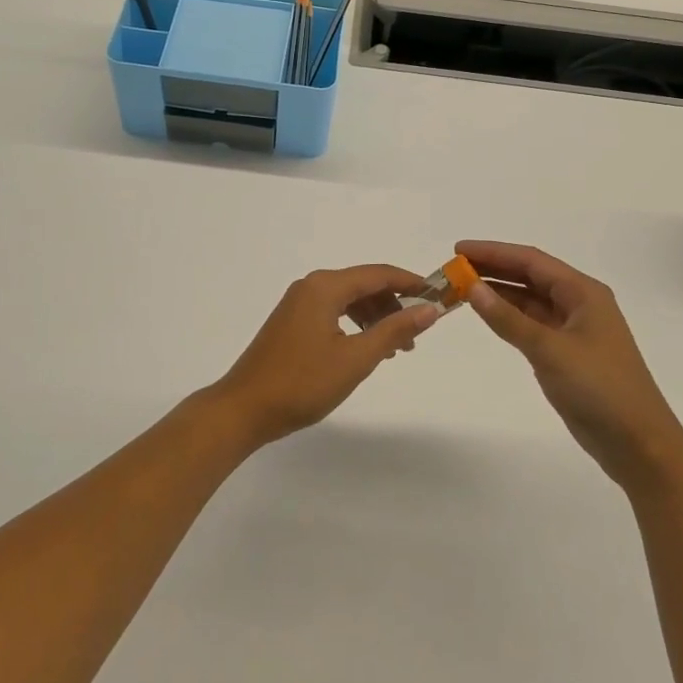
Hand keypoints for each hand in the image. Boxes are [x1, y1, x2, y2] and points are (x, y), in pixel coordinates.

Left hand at [207, 265, 440, 448]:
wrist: (244, 409)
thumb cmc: (302, 383)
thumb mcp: (356, 359)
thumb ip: (394, 331)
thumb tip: (429, 309)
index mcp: (325, 287)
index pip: (378, 274)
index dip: (410, 283)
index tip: (438, 296)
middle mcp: (310, 286)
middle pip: (363, 285)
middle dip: (394, 305)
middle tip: (417, 335)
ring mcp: (297, 304)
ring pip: (348, 300)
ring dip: (375, 318)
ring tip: (396, 348)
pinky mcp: (291, 322)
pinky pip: (332, 312)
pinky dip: (355, 325)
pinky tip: (365, 348)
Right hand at [458, 241, 682, 487]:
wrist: (639, 444)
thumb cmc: (599, 389)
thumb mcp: (549, 350)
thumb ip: (508, 319)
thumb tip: (472, 287)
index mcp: (583, 292)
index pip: (531, 261)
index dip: (493, 252)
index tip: (458, 249)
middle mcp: (580, 303)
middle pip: (530, 276)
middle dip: (493, 269)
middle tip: (454, 268)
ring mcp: (574, 329)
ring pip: (530, 300)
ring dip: (499, 293)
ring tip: (462, 288)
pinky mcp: (568, 353)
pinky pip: (532, 323)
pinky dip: (509, 316)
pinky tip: (487, 314)